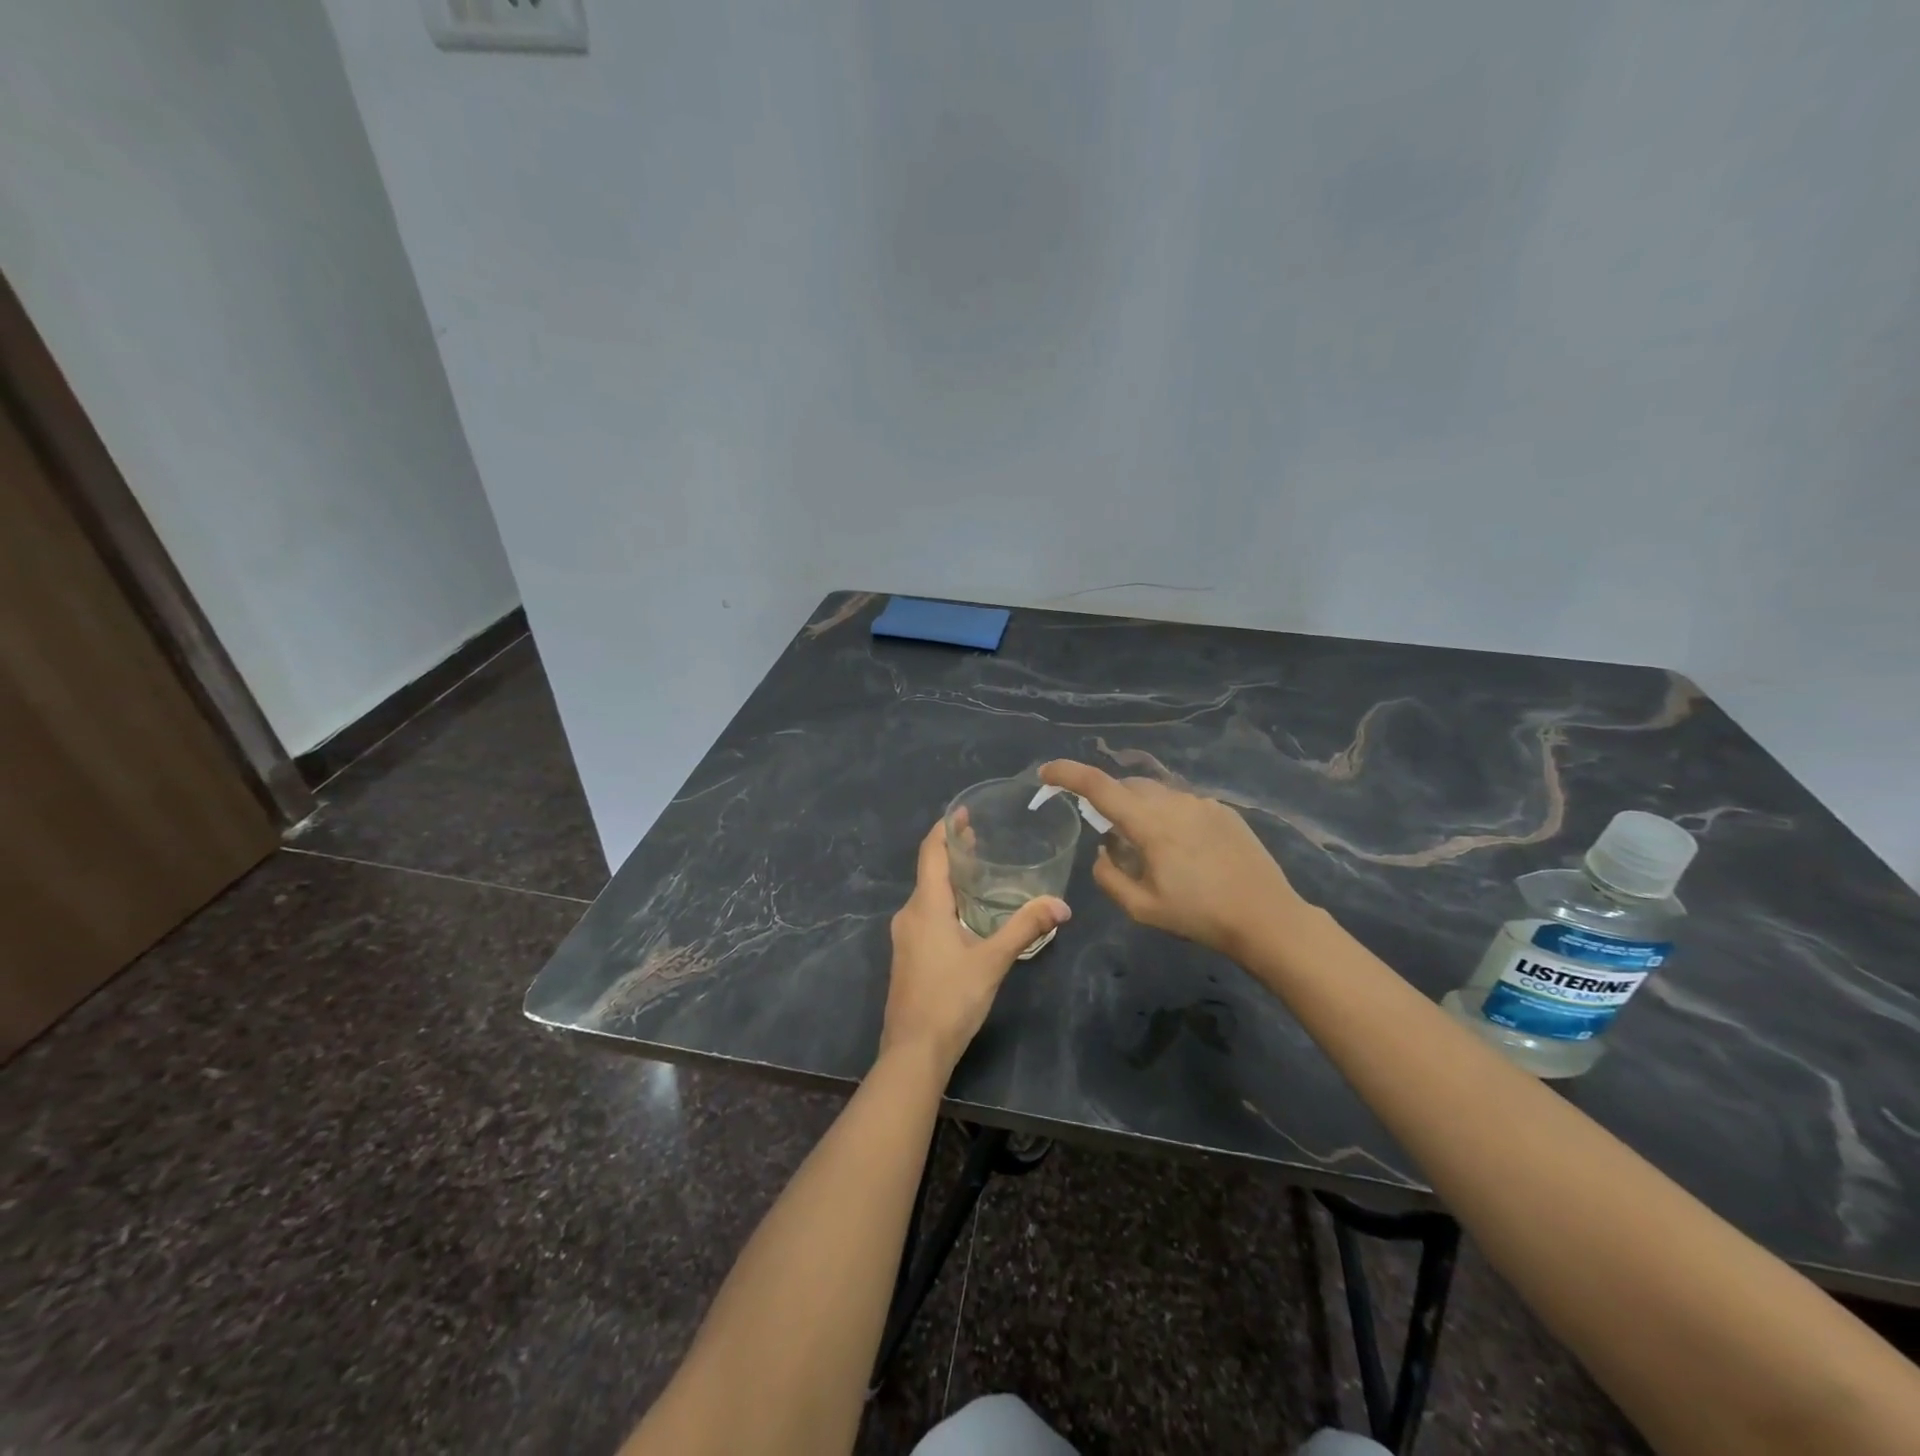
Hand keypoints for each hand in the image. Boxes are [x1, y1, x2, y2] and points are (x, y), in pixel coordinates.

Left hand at [881, 819, 1070, 1072]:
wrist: (913, 1051)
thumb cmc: (951, 999)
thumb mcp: (993, 960)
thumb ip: (1025, 928)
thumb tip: (1061, 904)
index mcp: (925, 906)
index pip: (931, 852)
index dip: (945, 828)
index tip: (963, 811)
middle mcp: (909, 914)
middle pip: (929, 870)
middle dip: (953, 851)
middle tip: (981, 836)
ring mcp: (904, 936)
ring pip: (927, 894)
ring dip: (950, 878)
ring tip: (979, 871)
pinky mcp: (907, 955)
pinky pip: (925, 914)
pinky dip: (944, 901)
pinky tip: (967, 914)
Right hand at [1038, 759, 1299, 957]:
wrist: (1267, 917)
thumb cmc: (1200, 916)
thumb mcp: (1142, 908)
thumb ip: (1109, 876)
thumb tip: (1103, 851)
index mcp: (1149, 824)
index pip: (1098, 786)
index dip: (1067, 774)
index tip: (1046, 773)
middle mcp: (1174, 802)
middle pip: (1127, 786)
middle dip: (1109, 800)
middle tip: (1109, 836)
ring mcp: (1202, 803)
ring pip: (1156, 793)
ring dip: (1140, 809)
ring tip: (1149, 848)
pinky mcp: (1224, 810)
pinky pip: (1183, 803)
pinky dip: (1168, 816)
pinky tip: (1183, 850)